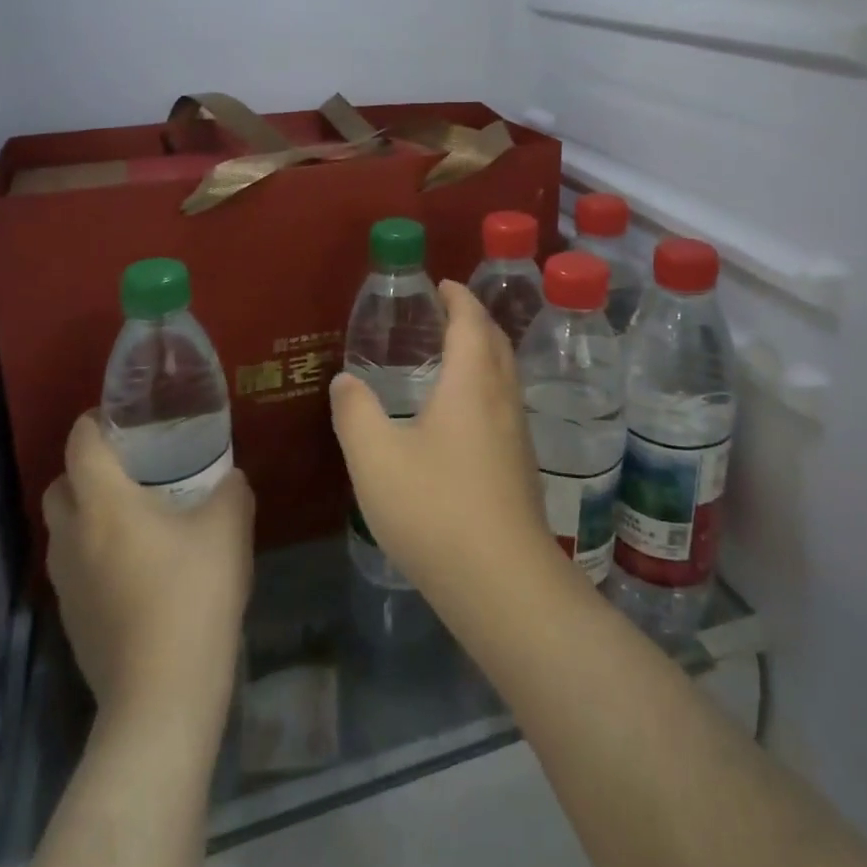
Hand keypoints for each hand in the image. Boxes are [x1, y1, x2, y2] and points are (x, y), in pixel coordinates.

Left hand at [42, 413, 253, 726]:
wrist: (162, 697)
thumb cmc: (193, 594)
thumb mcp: (229, 527)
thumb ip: (231, 489)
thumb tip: (229, 479)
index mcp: (104, 504)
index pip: (80, 444)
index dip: (94, 421)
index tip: (122, 416)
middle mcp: (73, 537)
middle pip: (60, 485)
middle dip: (86, 468)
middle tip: (131, 465)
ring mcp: (66, 583)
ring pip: (63, 529)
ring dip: (87, 512)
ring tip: (135, 513)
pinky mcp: (72, 620)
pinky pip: (74, 566)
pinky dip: (94, 551)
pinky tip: (137, 564)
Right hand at [330, 280, 560, 607]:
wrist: (503, 583)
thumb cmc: (436, 508)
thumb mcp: (376, 459)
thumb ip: (355, 413)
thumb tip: (345, 379)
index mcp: (472, 382)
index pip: (470, 321)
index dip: (458, 297)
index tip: (442, 283)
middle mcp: (502, 398)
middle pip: (495, 342)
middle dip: (474, 319)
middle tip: (445, 311)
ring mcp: (517, 434)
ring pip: (504, 374)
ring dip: (483, 352)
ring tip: (451, 356)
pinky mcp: (521, 466)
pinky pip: (504, 403)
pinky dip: (485, 386)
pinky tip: (462, 415)